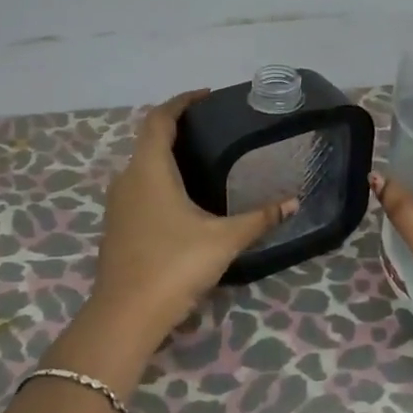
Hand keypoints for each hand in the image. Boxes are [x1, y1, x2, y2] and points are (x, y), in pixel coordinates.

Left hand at [89, 89, 297, 341]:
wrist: (125, 317)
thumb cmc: (174, 265)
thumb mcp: (224, 240)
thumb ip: (260, 218)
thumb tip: (294, 202)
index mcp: (149, 170)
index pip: (159, 119)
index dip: (181, 102)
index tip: (206, 96)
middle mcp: (128, 180)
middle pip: (149, 140)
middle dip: (178, 128)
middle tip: (214, 129)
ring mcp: (118, 205)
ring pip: (142, 167)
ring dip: (168, 157)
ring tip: (204, 159)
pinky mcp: (118, 227)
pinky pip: (140, 189)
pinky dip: (161, 181)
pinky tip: (186, 199)